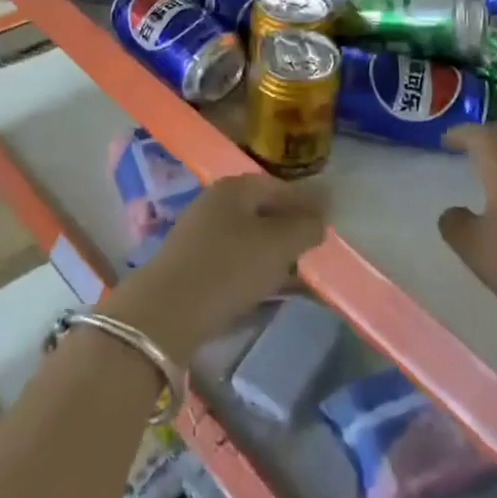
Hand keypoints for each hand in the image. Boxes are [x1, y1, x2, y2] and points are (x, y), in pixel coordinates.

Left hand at [104, 175, 326, 356]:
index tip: (328, 222)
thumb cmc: (229, 267)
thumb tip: (319, 220)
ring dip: (273, 250)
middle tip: (314, 246)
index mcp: (235, 187)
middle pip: (261, 209)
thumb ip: (305, 227)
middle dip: (290, 227)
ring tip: (297, 270)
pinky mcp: (192, 263)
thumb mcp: (279, 245)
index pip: (279, 186)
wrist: (168, 310)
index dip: (306, 202)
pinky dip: (254, 267)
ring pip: (247, 235)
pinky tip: (267, 286)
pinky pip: (233, 258)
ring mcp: (199, 232)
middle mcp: (214, 202)